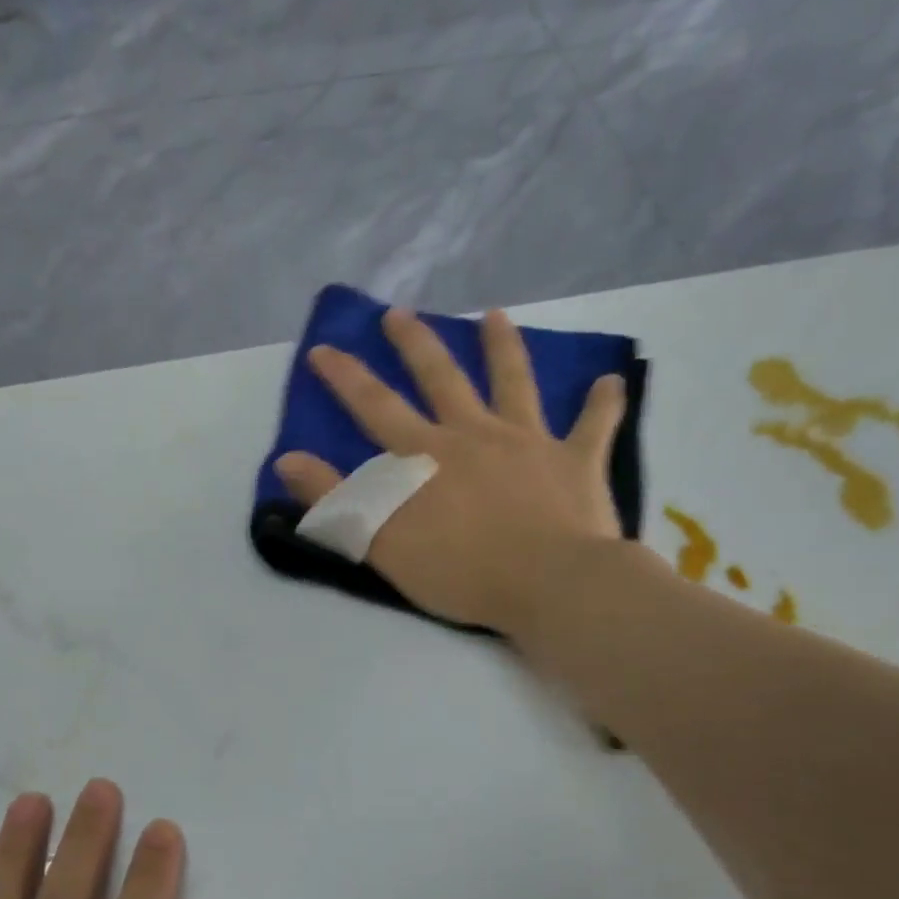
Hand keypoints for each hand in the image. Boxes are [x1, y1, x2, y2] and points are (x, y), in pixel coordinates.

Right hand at [275, 307, 628, 638]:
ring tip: (494, 316)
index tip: (324, 348)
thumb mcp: (380, 541)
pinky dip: (602, 404)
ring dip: (502, 348)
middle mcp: (473, 434)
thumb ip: (334, 499)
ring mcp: (529, 442)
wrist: (552, 585)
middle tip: (400, 313)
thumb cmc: (461, 569)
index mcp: (425, 455)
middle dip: (416, 343)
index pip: (375, 407)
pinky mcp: (576, 462)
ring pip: (514, 383)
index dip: (345, 377)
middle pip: (441, 378)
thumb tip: (287, 459)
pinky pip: (593, 426)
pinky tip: (611, 382)